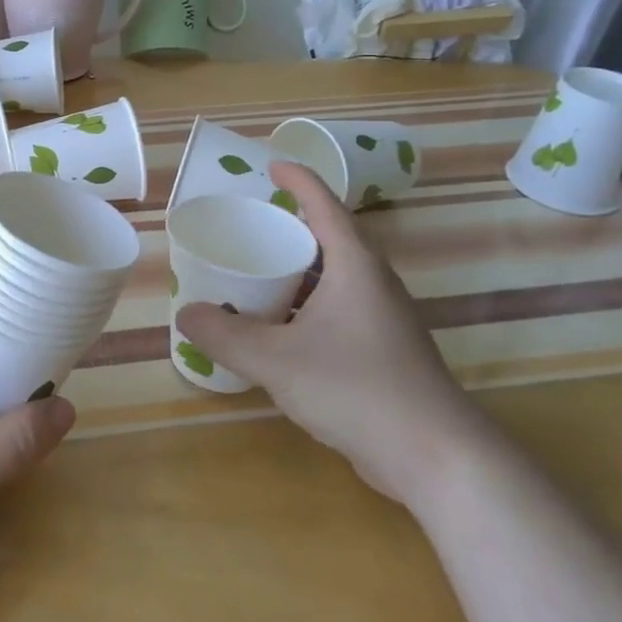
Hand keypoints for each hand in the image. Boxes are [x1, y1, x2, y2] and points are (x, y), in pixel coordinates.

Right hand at [175, 160, 488, 508]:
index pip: (324, 204)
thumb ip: (224, 334)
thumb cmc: (356, 388)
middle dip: (290, 226)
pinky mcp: (384, 352)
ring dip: (297, 270)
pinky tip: (279, 329)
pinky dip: (305, 305)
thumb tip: (185, 314)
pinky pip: (337, 309)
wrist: (436, 456)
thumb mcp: (275, 359)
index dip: (298, 179)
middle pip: (329, 238)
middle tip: (249, 224)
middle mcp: (373, 283)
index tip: (271, 165)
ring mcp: (383, 319)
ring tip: (255, 273)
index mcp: (354, 265)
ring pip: (334, 278)